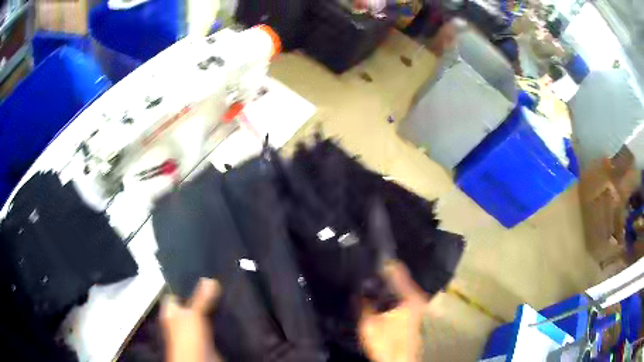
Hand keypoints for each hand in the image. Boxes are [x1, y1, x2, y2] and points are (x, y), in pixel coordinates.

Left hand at [160, 278, 221, 361]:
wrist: (199, 360)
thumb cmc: (187, 336)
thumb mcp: (193, 314)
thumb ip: (201, 298)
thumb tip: (209, 279)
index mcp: (171, 313)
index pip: (173, 296)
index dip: (182, 286)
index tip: (195, 276)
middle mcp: (180, 321)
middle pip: (189, 305)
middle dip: (200, 297)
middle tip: (214, 283)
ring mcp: (193, 331)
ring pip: (201, 316)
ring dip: (210, 309)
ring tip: (222, 295)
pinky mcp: (206, 338)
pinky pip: (211, 326)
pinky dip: (217, 320)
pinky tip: (225, 314)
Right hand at [358, 261, 428, 361]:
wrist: (399, 361)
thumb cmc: (387, 342)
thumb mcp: (369, 323)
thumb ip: (362, 302)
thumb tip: (357, 287)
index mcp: (409, 294)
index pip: (396, 268)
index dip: (381, 260)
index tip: (367, 253)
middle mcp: (416, 296)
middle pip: (397, 277)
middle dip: (380, 273)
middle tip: (362, 268)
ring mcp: (415, 304)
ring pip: (397, 287)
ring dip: (383, 285)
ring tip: (366, 280)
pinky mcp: (411, 312)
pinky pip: (397, 296)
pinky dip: (387, 294)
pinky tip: (375, 296)